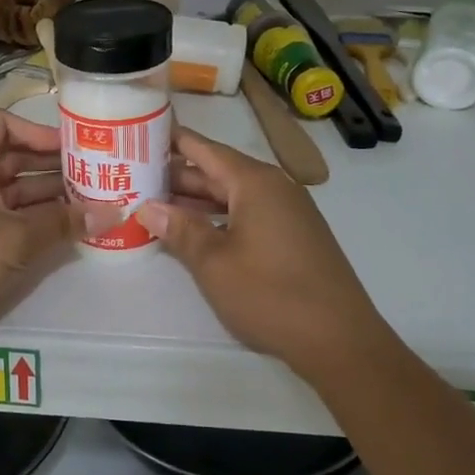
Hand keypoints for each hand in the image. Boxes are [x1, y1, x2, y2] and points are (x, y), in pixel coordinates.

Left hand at [0, 109, 93, 359]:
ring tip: (95, 202)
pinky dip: (40, 222)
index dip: (36, 129)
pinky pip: (14, 221)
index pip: (1, 124)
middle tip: (98, 174)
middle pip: (15, 159)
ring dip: (52, 197)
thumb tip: (113, 211)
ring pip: (18, 193)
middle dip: (54, 166)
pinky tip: (72, 230)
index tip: (70, 146)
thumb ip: (64, 223)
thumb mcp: (16, 238)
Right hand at [137, 125, 390, 378]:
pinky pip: (249, 214)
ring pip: (233, 195)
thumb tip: (148, 208)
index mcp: (255, 182)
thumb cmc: (271, 295)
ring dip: (197, 200)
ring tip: (156, 203)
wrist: (340, 340)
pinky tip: (195, 232)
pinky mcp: (295, 237)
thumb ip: (180, 230)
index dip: (173, 140)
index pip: (205, 149)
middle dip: (178, 175)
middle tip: (134, 175)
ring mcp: (288, 213)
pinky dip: (219, 217)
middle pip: (219, 171)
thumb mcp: (214, 263)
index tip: (139, 134)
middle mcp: (274, 188)